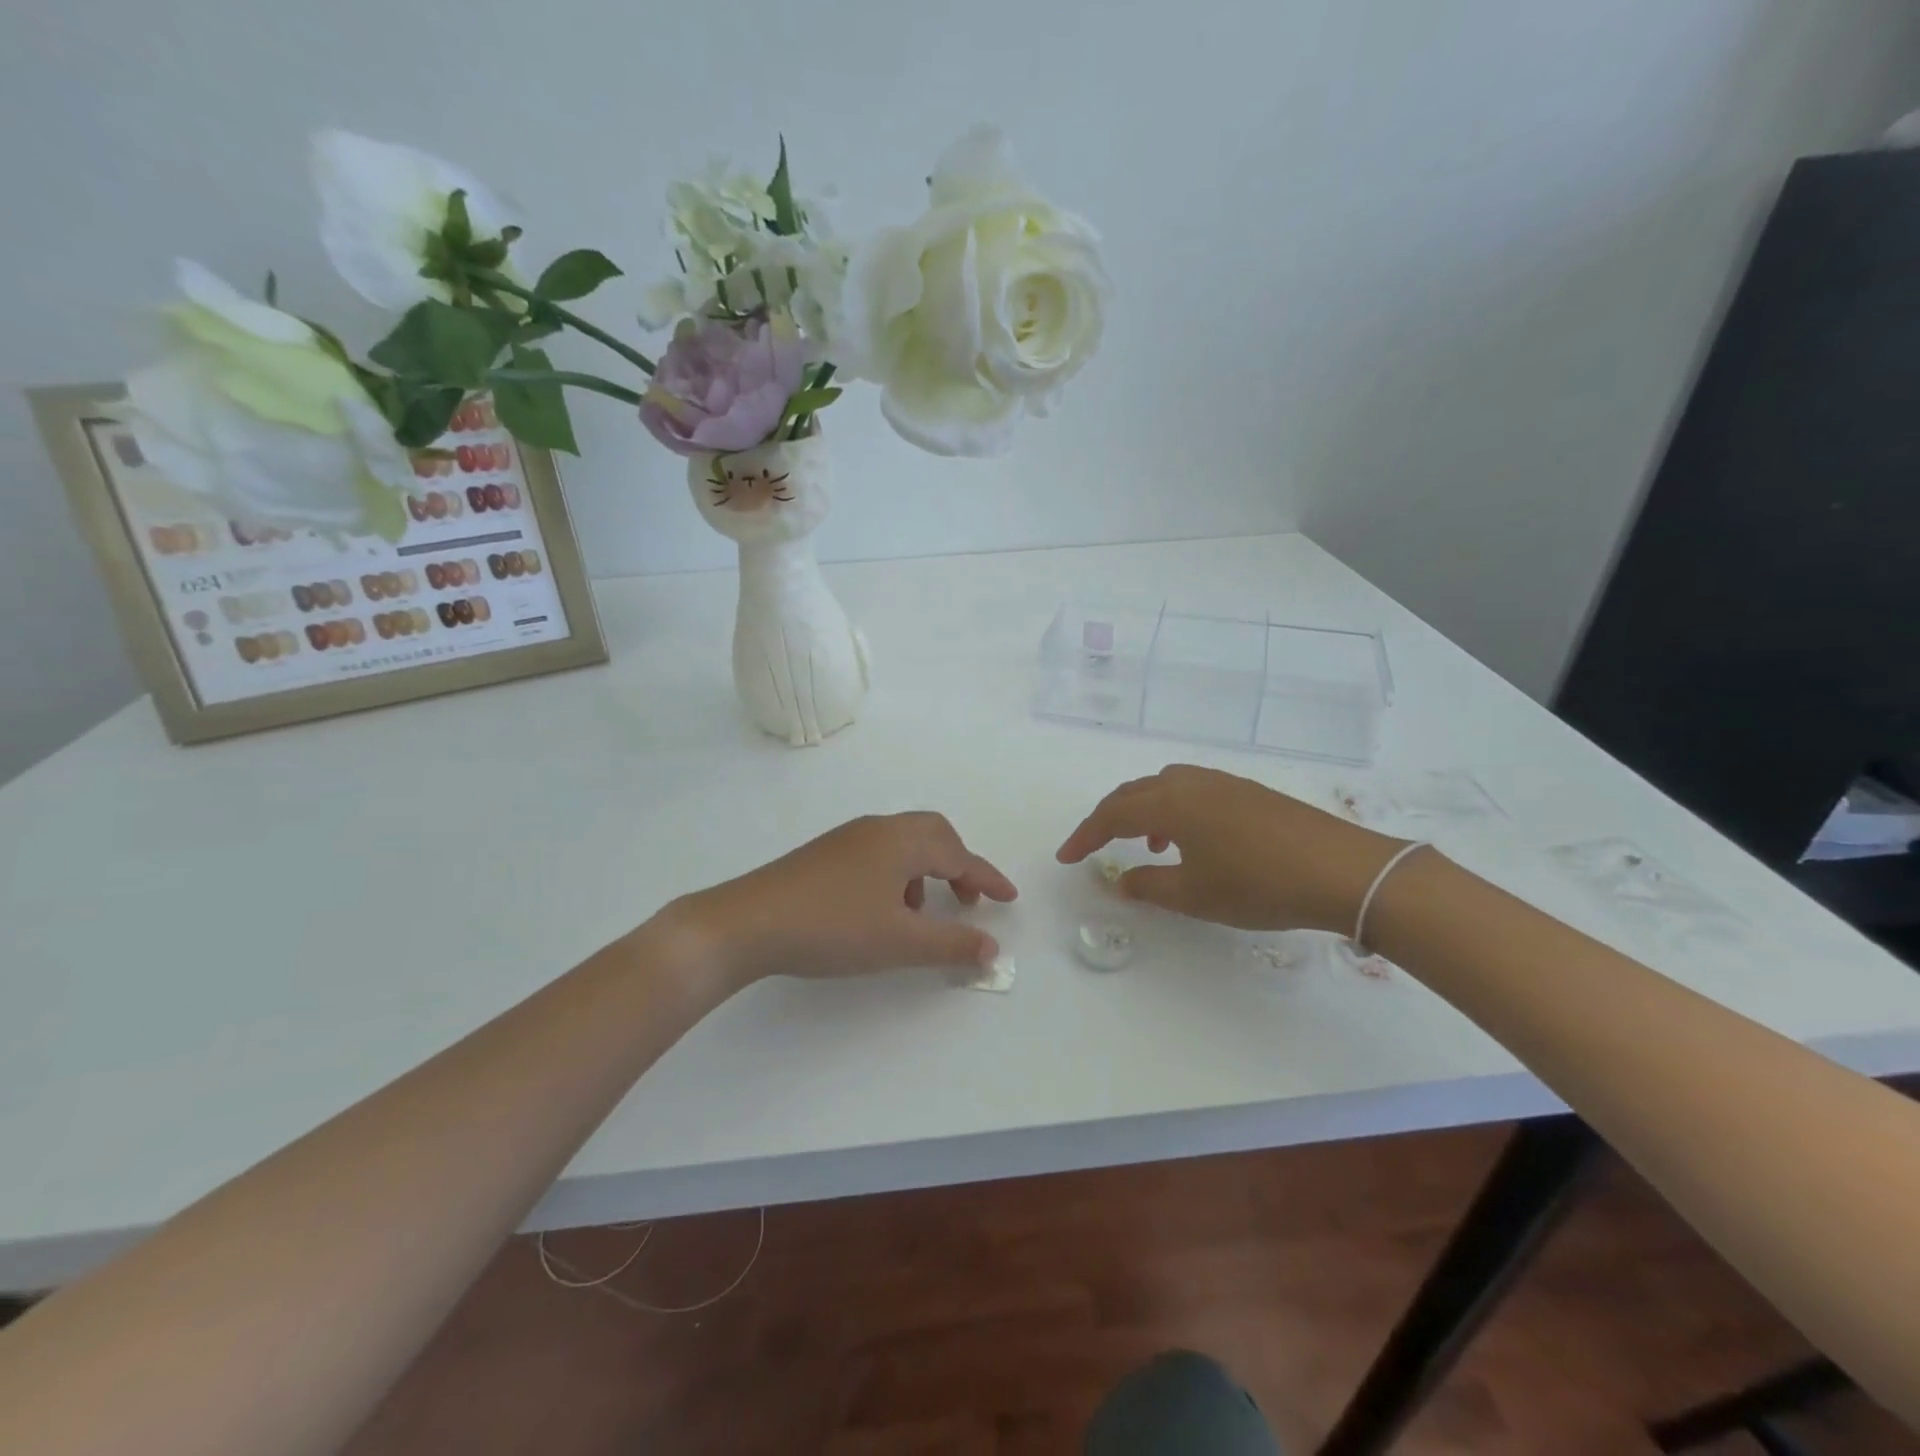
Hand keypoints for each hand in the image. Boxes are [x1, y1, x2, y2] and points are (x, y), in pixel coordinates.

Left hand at [664, 812, 1017, 988]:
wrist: (746, 923)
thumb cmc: (832, 927)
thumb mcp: (899, 942)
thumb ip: (951, 943)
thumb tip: (992, 948)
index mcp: (901, 841)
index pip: (959, 855)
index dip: (987, 878)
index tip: (1009, 898)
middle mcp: (878, 829)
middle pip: (933, 834)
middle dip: (957, 865)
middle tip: (967, 901)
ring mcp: (848, 838)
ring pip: (904, 843)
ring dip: (925, 871)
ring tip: (919, 915)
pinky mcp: (825, 853)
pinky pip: (879, 852)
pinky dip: (897, 874)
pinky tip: (881, 910)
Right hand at [1057, 765, 1405, 933]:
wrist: (1343, 870)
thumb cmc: (1259, 884)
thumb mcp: (1196, 895)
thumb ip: (1150, 887)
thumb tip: (1121, 882)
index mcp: (1170, 804)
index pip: (1111, 814)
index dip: (1084, 835)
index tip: (1066, 857)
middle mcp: (1191, 784)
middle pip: (1134, 792)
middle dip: (1108, 818)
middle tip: (1094, 845)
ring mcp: (1223, 783)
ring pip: (1164, 786)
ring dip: (1143, 810)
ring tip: (1148, 845)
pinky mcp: (1248, 792)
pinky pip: (1192, 790)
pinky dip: (1174, 809)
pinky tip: (1193, 839)